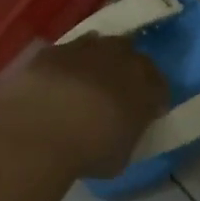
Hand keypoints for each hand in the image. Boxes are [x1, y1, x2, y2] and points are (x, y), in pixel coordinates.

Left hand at [0, 35, 167, 177]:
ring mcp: (86, 49)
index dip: (154, 99)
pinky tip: (58, 80)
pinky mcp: (54, 49)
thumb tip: (123, 128)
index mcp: (145, 86)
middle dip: (128, 70)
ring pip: (100, 45)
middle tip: (118, 90)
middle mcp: (121, 59)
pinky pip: (67, 51)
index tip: (147, 112)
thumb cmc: (89, 151)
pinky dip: (67, 63)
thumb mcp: (121, 155)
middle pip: (132, 56)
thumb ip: (128, 133)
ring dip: (98, 59)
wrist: (39, 132)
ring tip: (88, 80)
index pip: (160, 86)